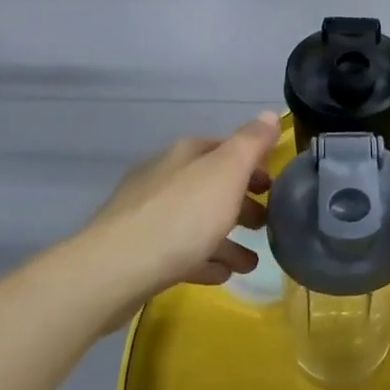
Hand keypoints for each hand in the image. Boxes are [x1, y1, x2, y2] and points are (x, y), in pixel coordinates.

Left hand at [89, 112, 281, 296]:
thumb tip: (270, 114)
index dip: (253, 164)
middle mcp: (165, 177)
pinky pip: (180, 252)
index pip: (226, 149)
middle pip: (212, 187)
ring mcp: (147, 215)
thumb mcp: (227, 172)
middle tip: (267, 224)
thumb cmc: (181, 215)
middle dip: (242, 204)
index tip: (275, 186)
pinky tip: (220, 275)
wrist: (114, 271)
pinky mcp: (138, 252)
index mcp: (185, 154)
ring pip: (197, 222)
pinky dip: (204, 259)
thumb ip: (251, 143)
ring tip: (250, 263)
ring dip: (227, 239)